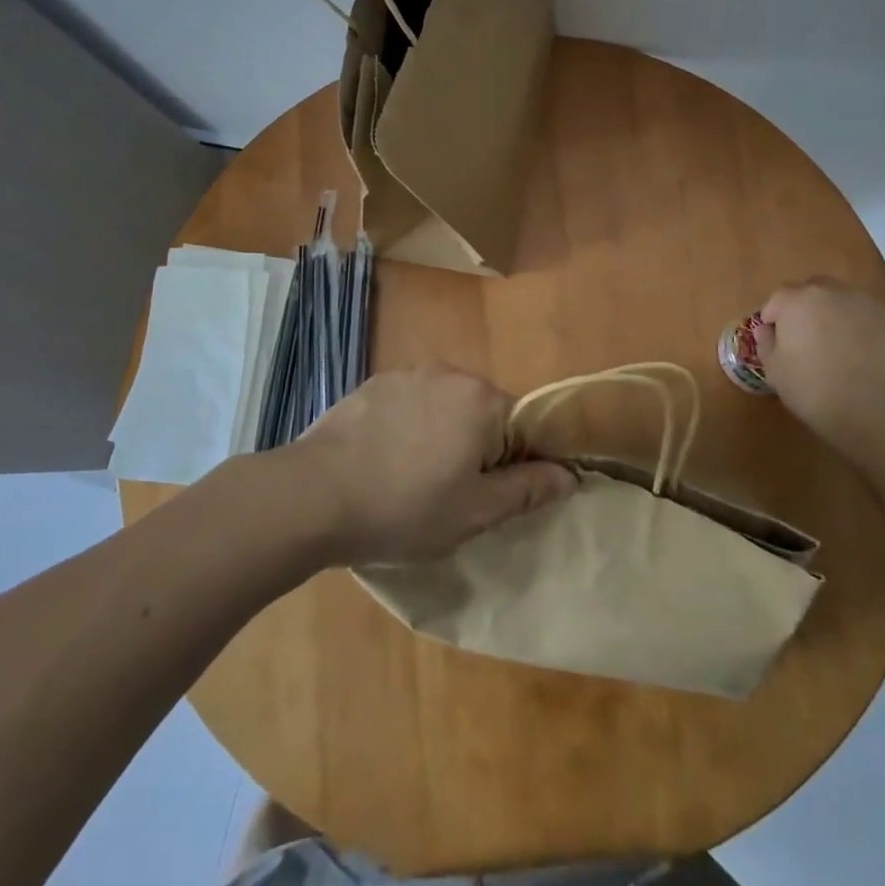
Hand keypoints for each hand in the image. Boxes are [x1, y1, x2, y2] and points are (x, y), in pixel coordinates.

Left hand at [286, 365, 577, 564]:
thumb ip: (528, 489)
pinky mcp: (372, 384)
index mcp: (481, 400)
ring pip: (444, 406)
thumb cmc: (404, 507)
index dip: (514, 464)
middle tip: (450, 494)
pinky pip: (409, 403)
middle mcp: (448, 373)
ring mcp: (405, 374)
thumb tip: (570, 474)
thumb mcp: (475, 512)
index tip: (489, 497)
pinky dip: (408, 427)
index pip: (522, 426)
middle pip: (483, 411)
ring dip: (441, 435)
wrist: (314, 494)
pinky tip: (384, 460)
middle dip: (477, 448)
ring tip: (412, 479)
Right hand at [755, 278, 884, 455]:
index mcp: (798, 301)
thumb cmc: (815, 391)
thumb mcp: (774, 372)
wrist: (879, 414)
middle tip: (810, 340)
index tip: (778, 342)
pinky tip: (871, 359)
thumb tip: (768, 330)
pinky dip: (869, 332)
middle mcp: (834, 292)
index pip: (778, 299)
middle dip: (808, 309)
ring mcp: (871, 304)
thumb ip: (766, 343)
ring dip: (840, 318)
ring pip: (848, 303)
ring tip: (844, 349)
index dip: (775, 319)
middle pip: (815, 291)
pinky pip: (876, 320)